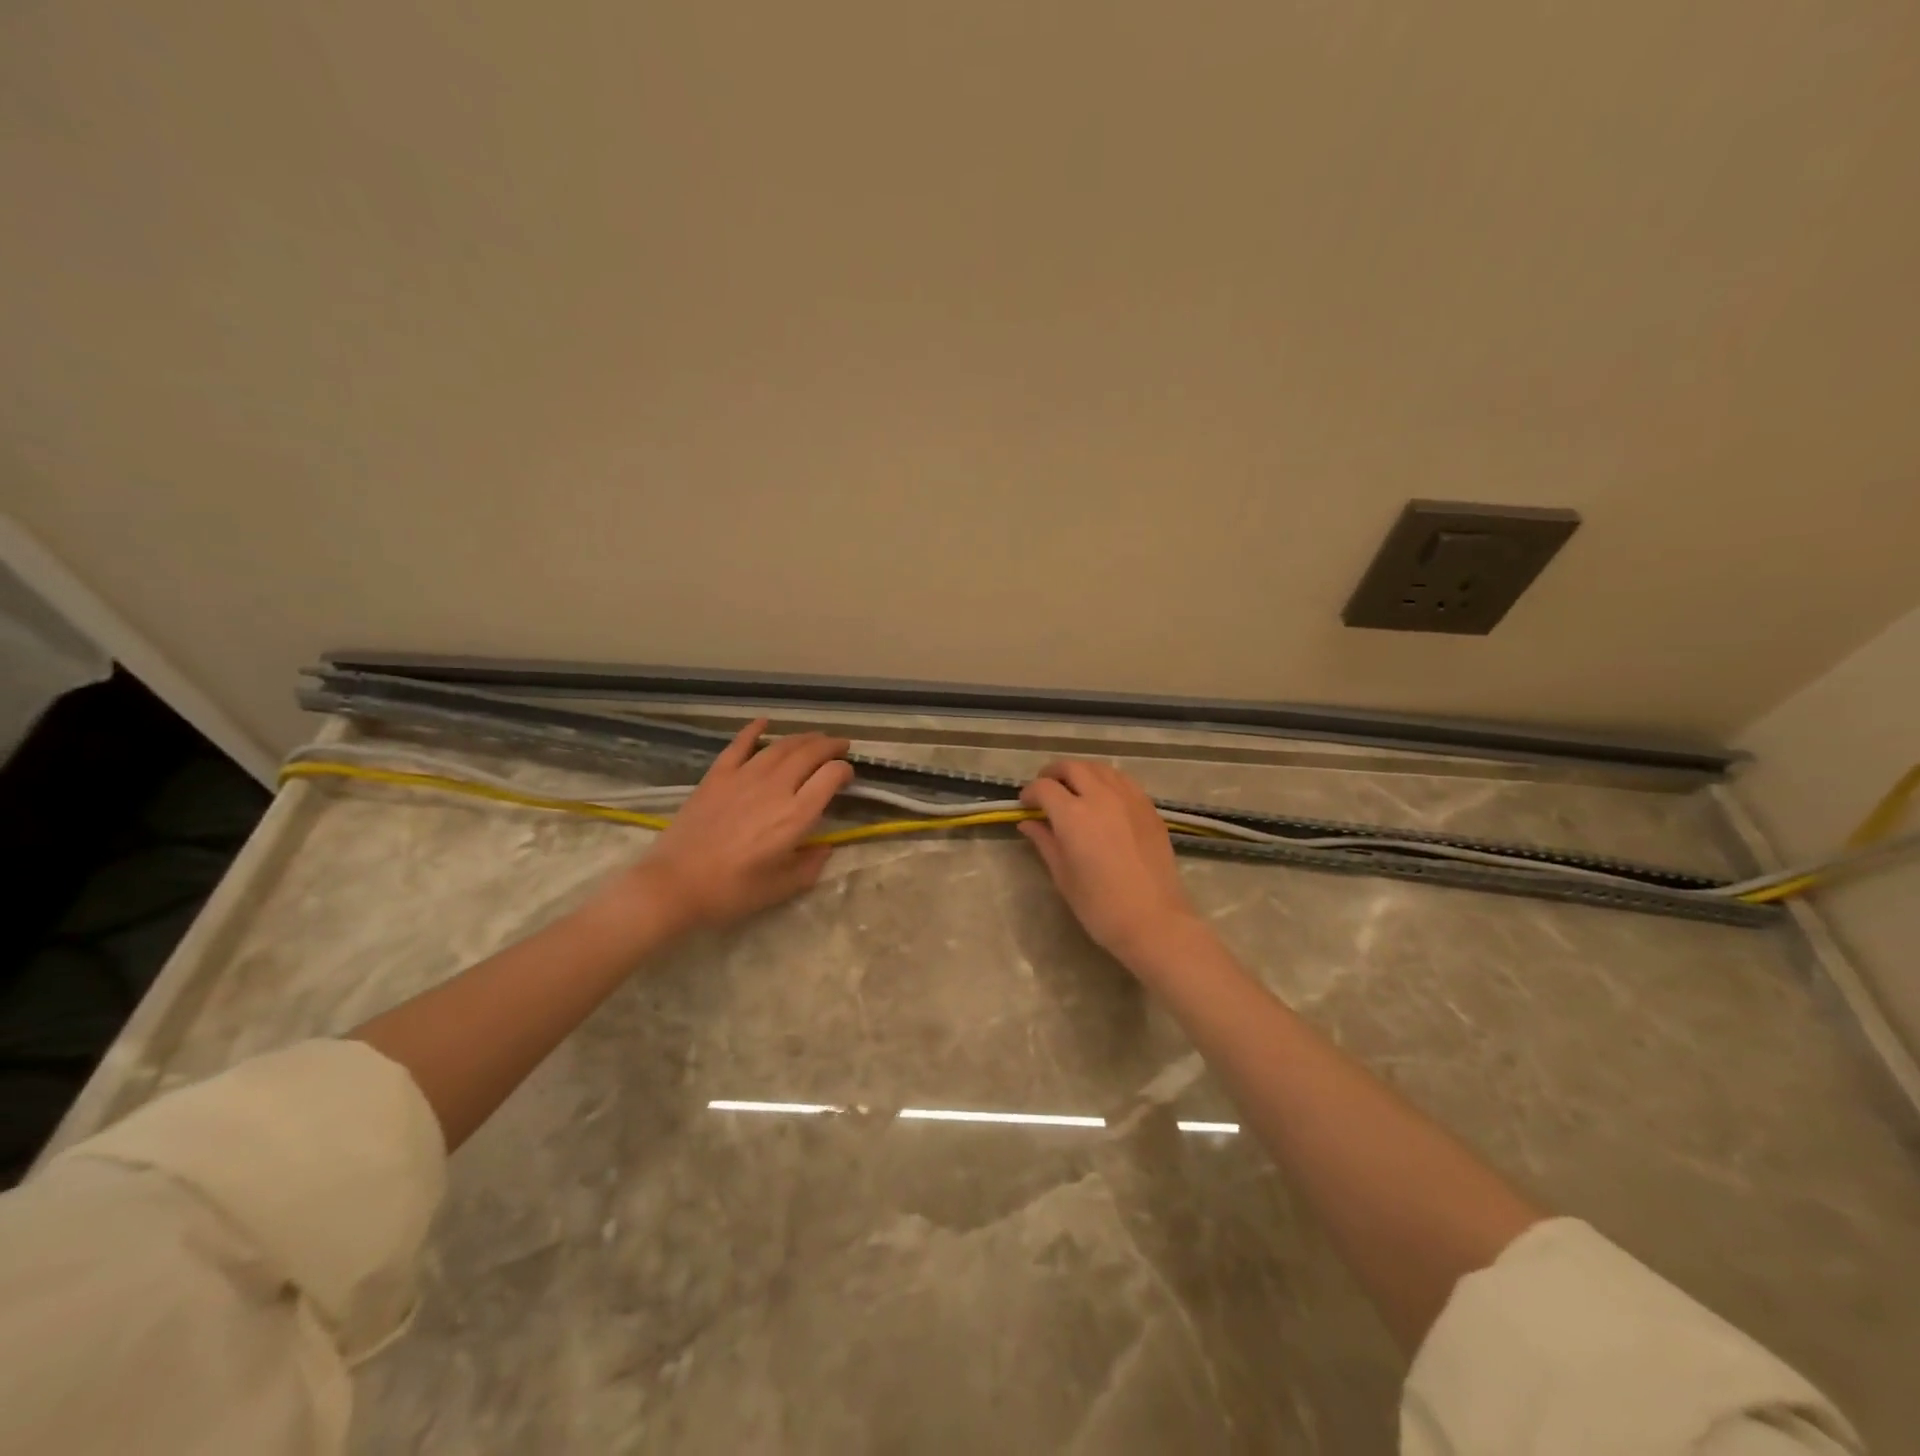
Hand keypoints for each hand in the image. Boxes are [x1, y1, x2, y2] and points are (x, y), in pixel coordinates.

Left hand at [597, 718, 853, 936]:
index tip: (848, 776)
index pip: (831, 776)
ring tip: (815, 737)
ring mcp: (744, 777)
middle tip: (841, 746)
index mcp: (795, 815)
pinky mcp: (717, 776)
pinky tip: (765, 722)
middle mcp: (775, 787)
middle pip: (810, 753)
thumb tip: (825, 848)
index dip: (845, 771)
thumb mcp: (781, 888)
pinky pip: (739, 745)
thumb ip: (810, 865)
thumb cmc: (731, 892)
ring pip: (781, 746)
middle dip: (830, 745)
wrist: (675, 885)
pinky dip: (754, 730)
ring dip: (803, 737)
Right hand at [1018, 760, 1204, 965]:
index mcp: (1073, 815)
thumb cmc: (1100, 906)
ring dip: (1081, 773)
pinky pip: (1123, 781)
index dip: (1030, 793)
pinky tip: (1104, 799)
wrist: (1154, 920)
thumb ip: (1045, 842)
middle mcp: (1101, 796)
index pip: (1044, 787)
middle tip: (1046, 791)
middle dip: (1053, 774)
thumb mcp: (1063, 875)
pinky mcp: (1149, 808)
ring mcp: (1129, 798)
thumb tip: (1027, 823)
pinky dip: (1107, 781)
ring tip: (1074, 790)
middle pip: (1072, 767)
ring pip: (1100, 768)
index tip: (1025, 805)